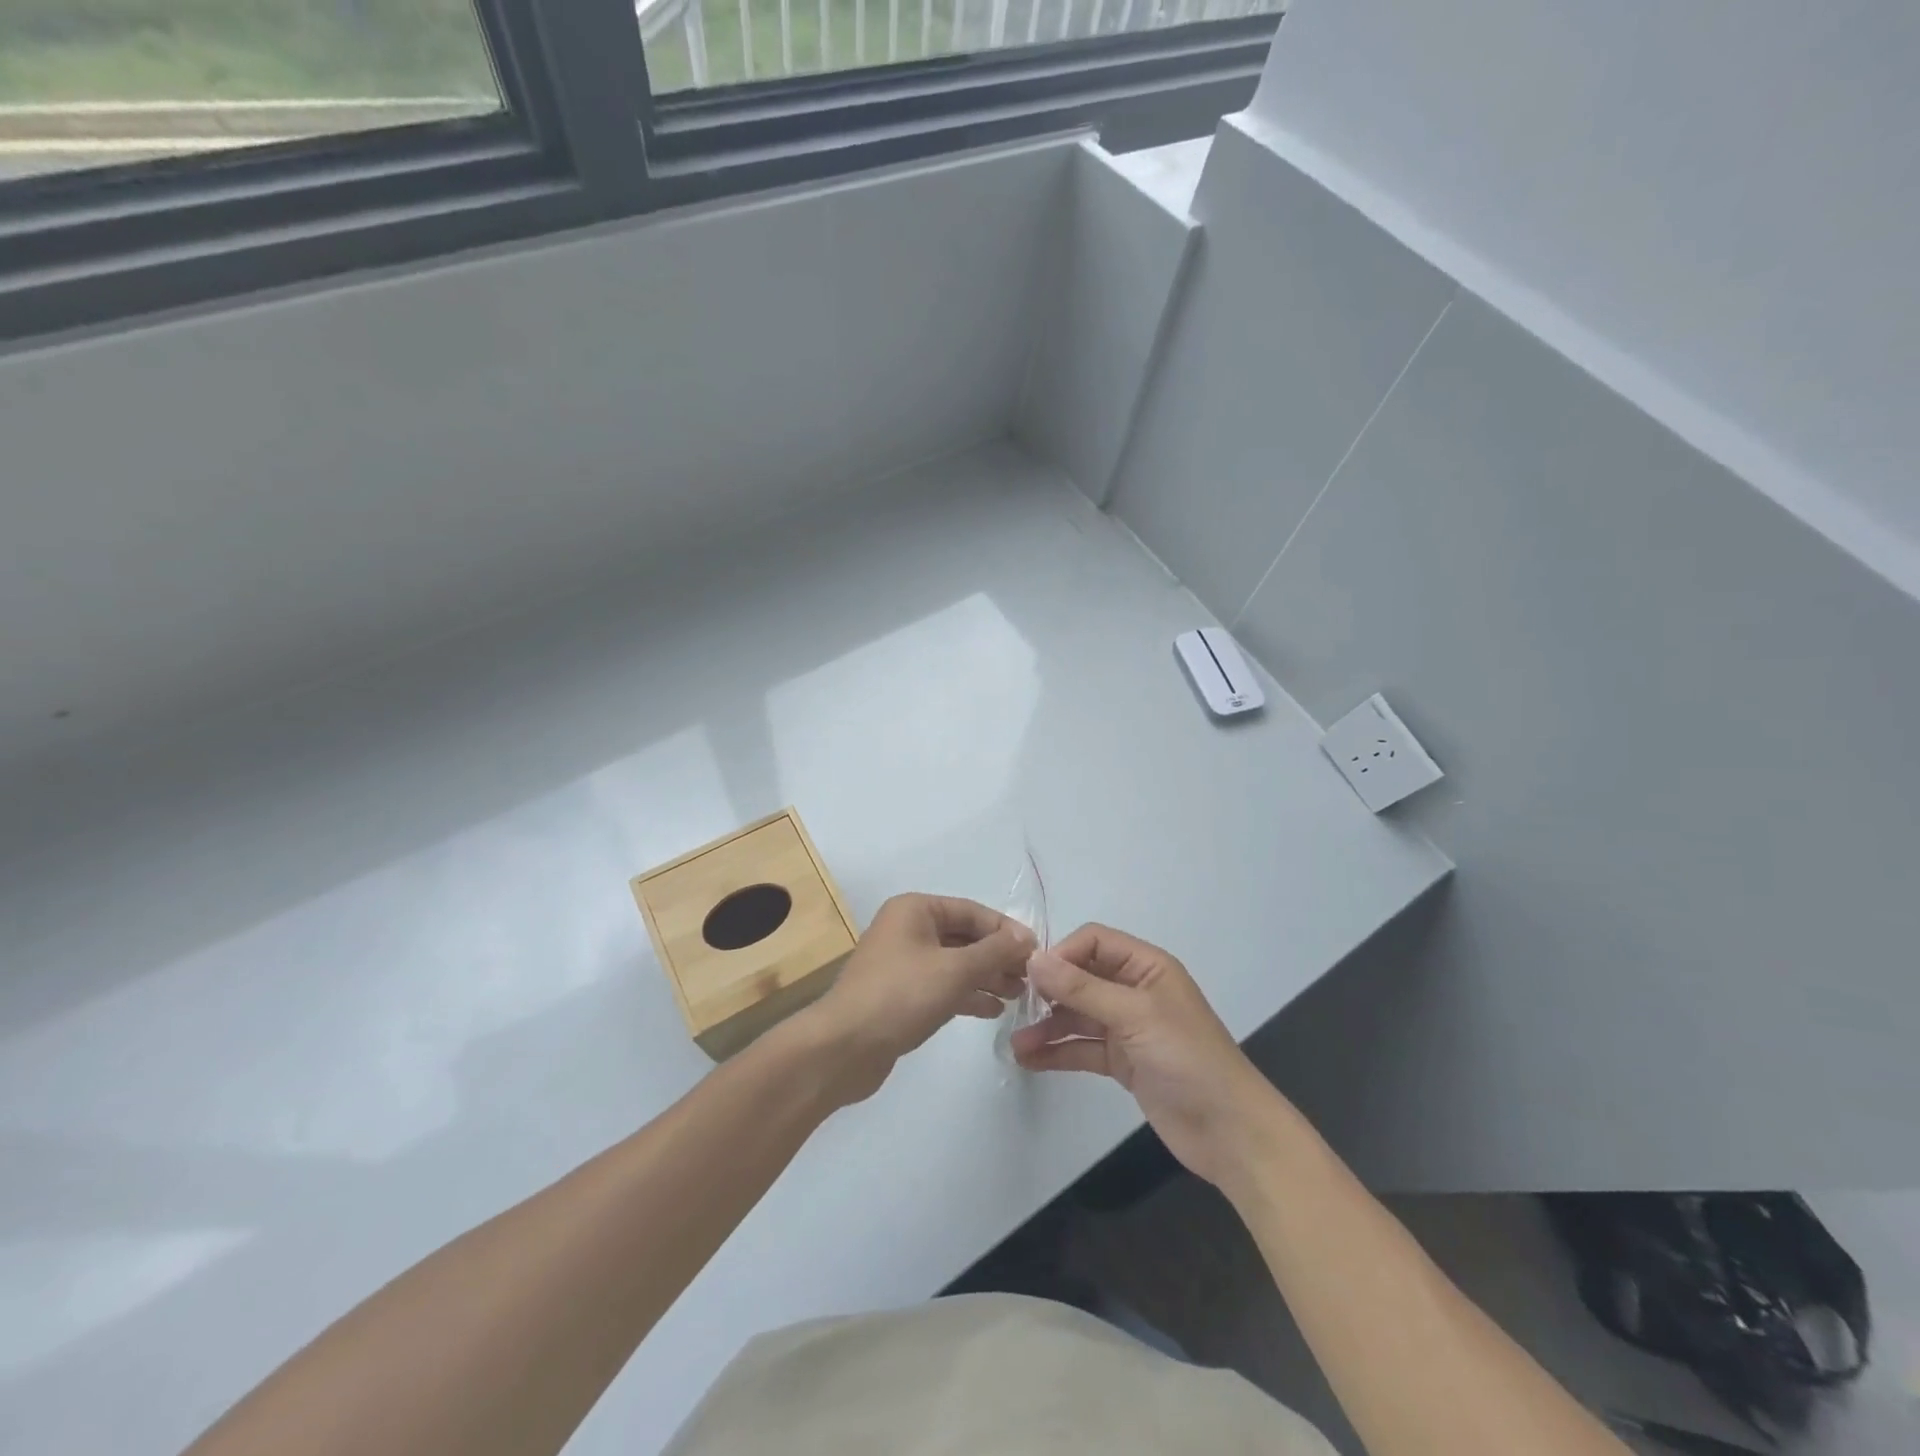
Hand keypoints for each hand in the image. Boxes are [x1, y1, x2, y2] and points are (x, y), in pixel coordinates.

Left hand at [799, 893, 1034, 1103]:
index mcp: (915, 910)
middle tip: (1030, 978)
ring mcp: (902, 963)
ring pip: (955, 963)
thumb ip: (995, 951)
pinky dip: (967, 994)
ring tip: (1018, 995)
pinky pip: (942, 985)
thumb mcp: (955, 969)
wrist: (844, 1047)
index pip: (971, 911)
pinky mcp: (901, 994)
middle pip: (964, 937)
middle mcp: (907, 929)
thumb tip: (1027, 937)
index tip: (1035, 952)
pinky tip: (992, 1010)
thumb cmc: (901, 995)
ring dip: (986, 976)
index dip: (1005, 930)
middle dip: (997, 956)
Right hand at [1010, 924, 1277, 1188]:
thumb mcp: (1134, 1015)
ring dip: (1048, 1026)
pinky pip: (1083, 1047)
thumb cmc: (1187, 1058)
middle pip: (1082, 977)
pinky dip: (1058, 1052)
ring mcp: (1129, 1027)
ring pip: (1078, 1015)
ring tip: (1015, 1046)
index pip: (1094, 942)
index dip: (1062, 954)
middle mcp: (1135, 990)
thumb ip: (1082, 988)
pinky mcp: (1123, 1061)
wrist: (1230, 1132)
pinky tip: (1030, 1061)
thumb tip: (1034, 959)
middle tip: (1015, 1009)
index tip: (1031, 977)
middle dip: (1049, 992)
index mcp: (1147, 966)